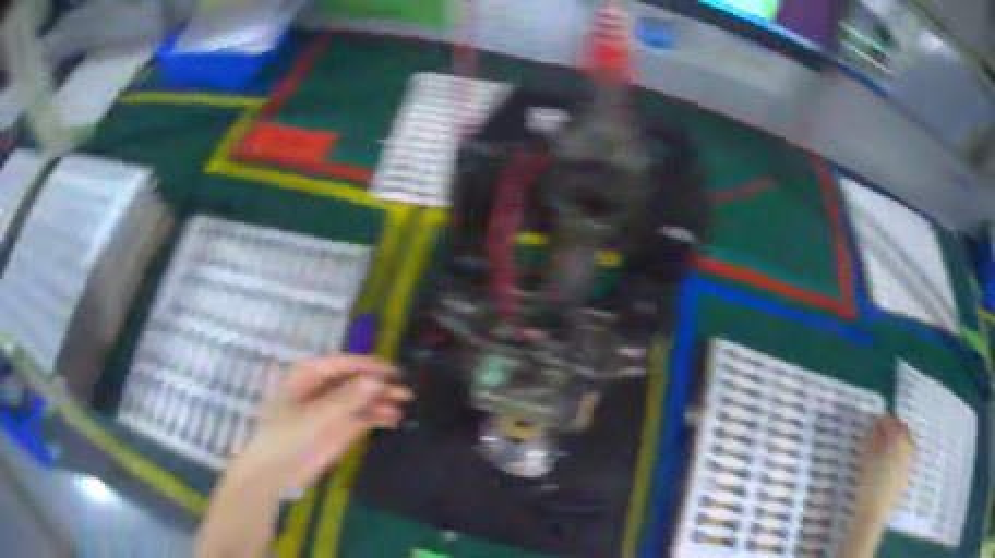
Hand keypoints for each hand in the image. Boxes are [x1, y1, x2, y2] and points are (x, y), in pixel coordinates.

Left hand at [235, 354, 411, 492]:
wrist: (275, 472)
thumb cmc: (287, 437)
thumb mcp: (316, 417)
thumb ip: (347, 399)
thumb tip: (377, 380)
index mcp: (308, 375)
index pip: (343, 364)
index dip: (368, 366)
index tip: (394, 371)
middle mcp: (322, 388)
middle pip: (355, 380)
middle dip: (378, 384)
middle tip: (404, 391)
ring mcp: (331, 409)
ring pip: (361, 399)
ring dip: (380, 401)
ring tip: (402, 405)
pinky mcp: (338, 429)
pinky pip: (361, 417)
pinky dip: (376, 416)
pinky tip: (391, 419)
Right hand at [854, 414, 916, 522]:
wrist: (874, 513)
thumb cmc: (869, 483)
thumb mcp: (867, 457)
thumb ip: (873, 437)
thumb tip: (877, 425)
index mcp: (899, 436)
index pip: (891, 421)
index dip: (881, 421)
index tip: (873, 425)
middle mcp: (909, 442)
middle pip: (901, 429)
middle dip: (891, 430)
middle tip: (878, 437)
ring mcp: (911, 457)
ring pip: (905, 441)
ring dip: (896, 441)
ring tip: (884, 451)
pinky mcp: (909, 470)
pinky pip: (906, 454)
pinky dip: (899, 453)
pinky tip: (890, 463)